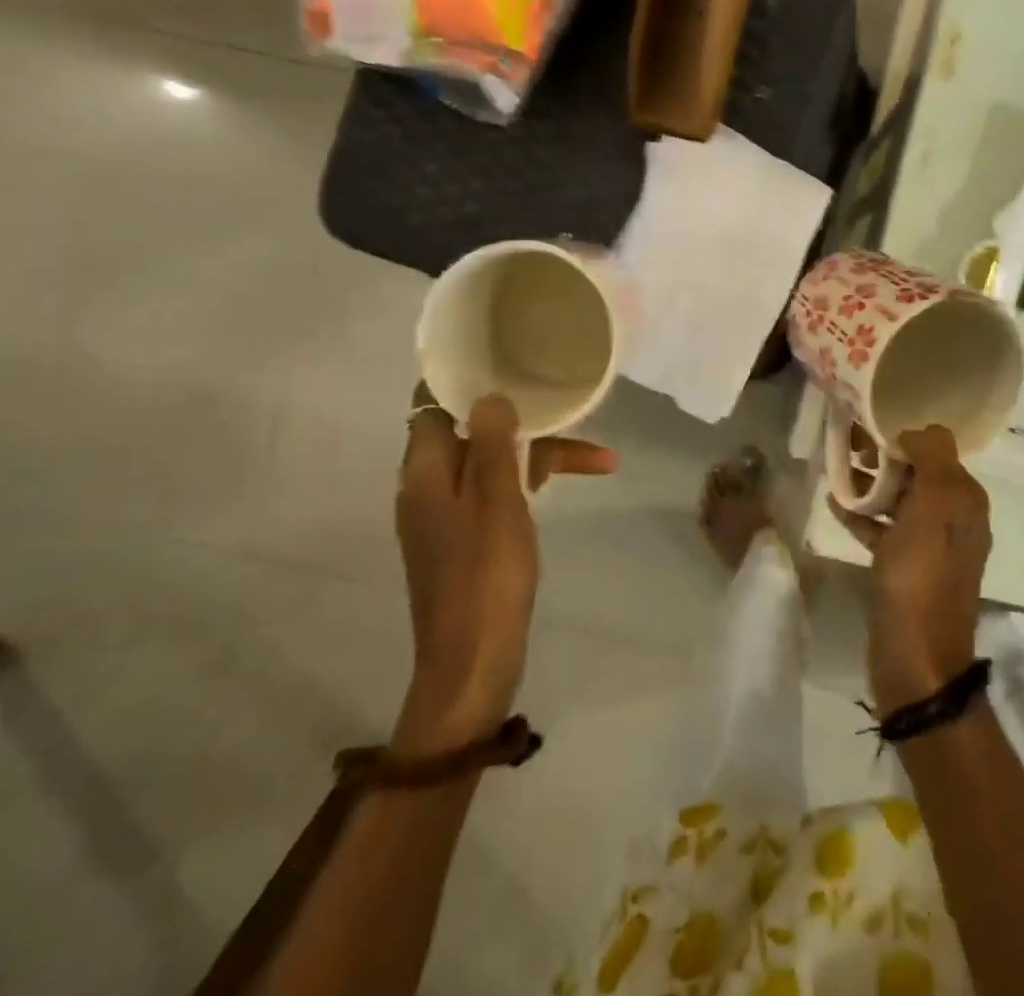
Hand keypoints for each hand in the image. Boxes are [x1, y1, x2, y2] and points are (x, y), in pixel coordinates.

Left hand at [392, 385, 614, 752]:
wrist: (471, 663)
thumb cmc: (486, 575)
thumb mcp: (496, 500)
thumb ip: (492, 442)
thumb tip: (490, 395)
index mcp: (425, 471)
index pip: (432, 404)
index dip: (461, 379)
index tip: (503, 360)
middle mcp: (428, 486)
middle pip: (472, 431)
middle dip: (523, 421)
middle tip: (571, 412)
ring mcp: (446, 514)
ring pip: (491, 463)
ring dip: (538, 455)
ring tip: (598, 458)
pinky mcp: (464, 538)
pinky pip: (495, 492)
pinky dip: (528, 484)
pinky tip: (564, 486)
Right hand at [838, 425, 991, 711]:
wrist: (915, 655)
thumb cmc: (922, 573)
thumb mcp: (935, 504)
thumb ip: (933, 456)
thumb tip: (919, 430)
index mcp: (964, 499)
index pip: (935, 449)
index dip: (901, 435)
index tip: (866, 427)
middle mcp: (953, 517)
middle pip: (915, 472)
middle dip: (882, 456)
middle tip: (846, 445)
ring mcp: (929, 545)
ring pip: (898, 499)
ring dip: (869, 483)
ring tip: (836, 469)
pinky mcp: (906, 567)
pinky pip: (884, 528)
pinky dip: (863, 515)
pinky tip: (835, 504)